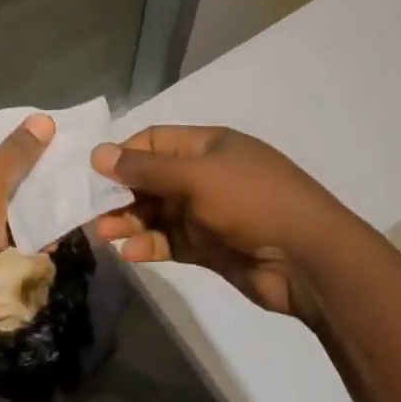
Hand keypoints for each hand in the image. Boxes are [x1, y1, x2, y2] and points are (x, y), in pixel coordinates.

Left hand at [0, 113, 53, 346]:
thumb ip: (18, 151)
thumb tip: (43, 119)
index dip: (11, 125)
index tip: (49, 127)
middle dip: (30, 165)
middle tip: (70, 160)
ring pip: (3, 199)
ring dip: (33, 200)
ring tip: (73, 192)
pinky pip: (4, 230)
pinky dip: (27, 230)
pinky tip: (59, 231)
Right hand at [89, 125, 343, 318]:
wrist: (310, 260)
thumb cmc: (253, 201)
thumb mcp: (197, 177)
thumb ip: (147, 168)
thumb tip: (99, 153)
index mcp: (207, 146)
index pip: (155, 141)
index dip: (125, 153)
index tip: (95, 172)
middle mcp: (205, 175)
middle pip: (152, 179)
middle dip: (121, 193)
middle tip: (90, 210)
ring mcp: (208, 212)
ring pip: (157, 212)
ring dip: (130, 222)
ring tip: (102, 235)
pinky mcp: (210, 247)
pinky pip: (171, 241)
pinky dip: (150, 246)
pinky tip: (130, 254)